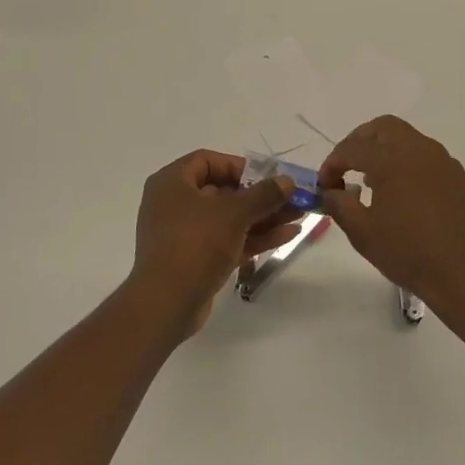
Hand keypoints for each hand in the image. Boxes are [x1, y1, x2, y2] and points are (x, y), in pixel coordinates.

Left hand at [127, 150, 301, 329]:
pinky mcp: (195, 260)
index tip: (267, 177)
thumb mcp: (234, 213)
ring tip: (298, 216)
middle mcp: (175, 203)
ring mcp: (184, 234)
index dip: (239, 166)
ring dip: (263, 217)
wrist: (166, 304)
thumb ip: (263, 194)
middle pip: (222, 191)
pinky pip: (227, 240)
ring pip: (228, 219)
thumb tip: (287, 181)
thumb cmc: (195, 244)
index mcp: (172, 182)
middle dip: (260, 196)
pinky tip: (287, 236)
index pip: (207, 161)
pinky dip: (253, 237)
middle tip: (291, 198)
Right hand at [317, 116, 464, 314]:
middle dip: (358, 142)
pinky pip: (425, 157)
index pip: (352, 148)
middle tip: (346, 169)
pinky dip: (405, 164)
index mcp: (392, 159)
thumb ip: (340, 205)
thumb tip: (330, 192)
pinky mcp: (459, 177)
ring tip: (371, 183)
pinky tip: (401, 195)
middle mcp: (419, 150)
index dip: (332, 164)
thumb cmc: (411, 253)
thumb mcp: (364, 233)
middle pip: (382, 128)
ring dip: (383, 151)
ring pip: (406, 139)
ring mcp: (443, 162)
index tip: (325, 186)